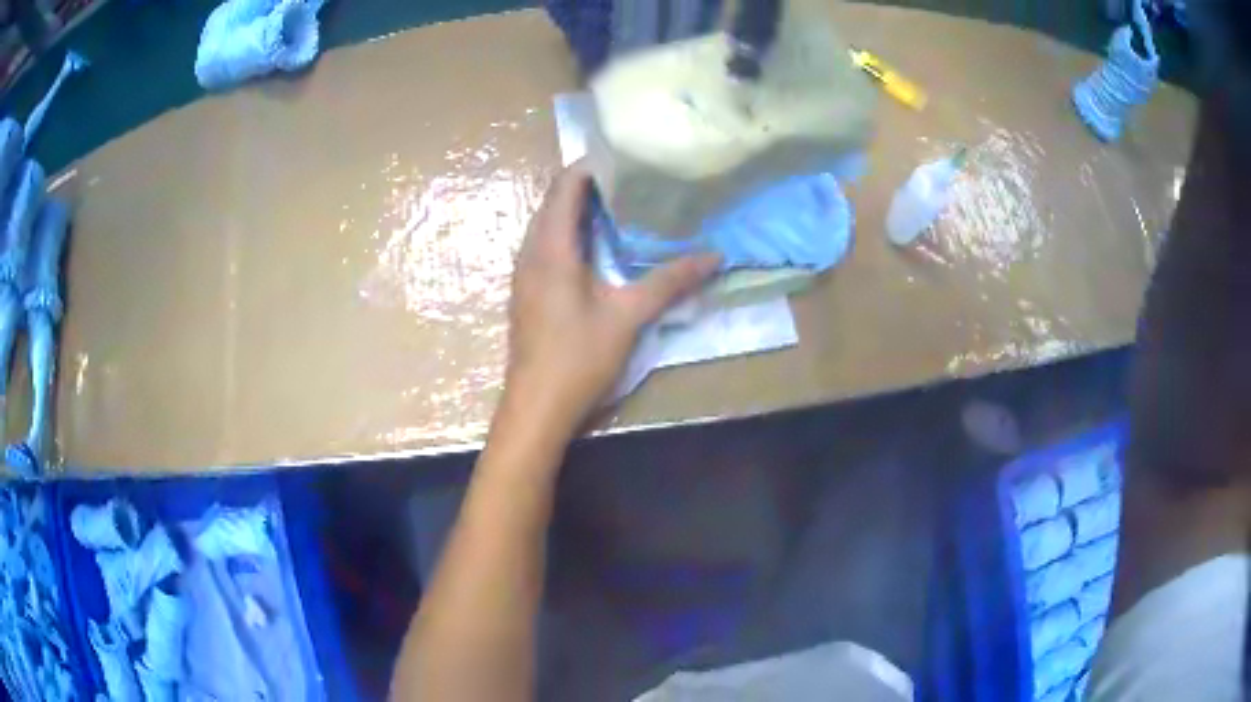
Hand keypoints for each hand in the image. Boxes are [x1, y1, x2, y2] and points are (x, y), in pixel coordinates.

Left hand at [502, 163, 719, 434]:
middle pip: (554, 201)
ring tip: (618, 205)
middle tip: (631, 179)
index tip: (625, 157)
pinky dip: (569, 234)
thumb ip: (669, 281)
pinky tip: (596, 247)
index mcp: (551, 248)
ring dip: (577, 210)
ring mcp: (525, 274)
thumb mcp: (629, 315)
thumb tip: (714, 256)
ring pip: (547, 225)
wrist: (537, 406)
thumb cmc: (578, 357)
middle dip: (588, 186)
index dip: (591, 166)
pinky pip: (545, 246)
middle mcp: (531, 253)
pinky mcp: (527, 292)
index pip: (565, 186)